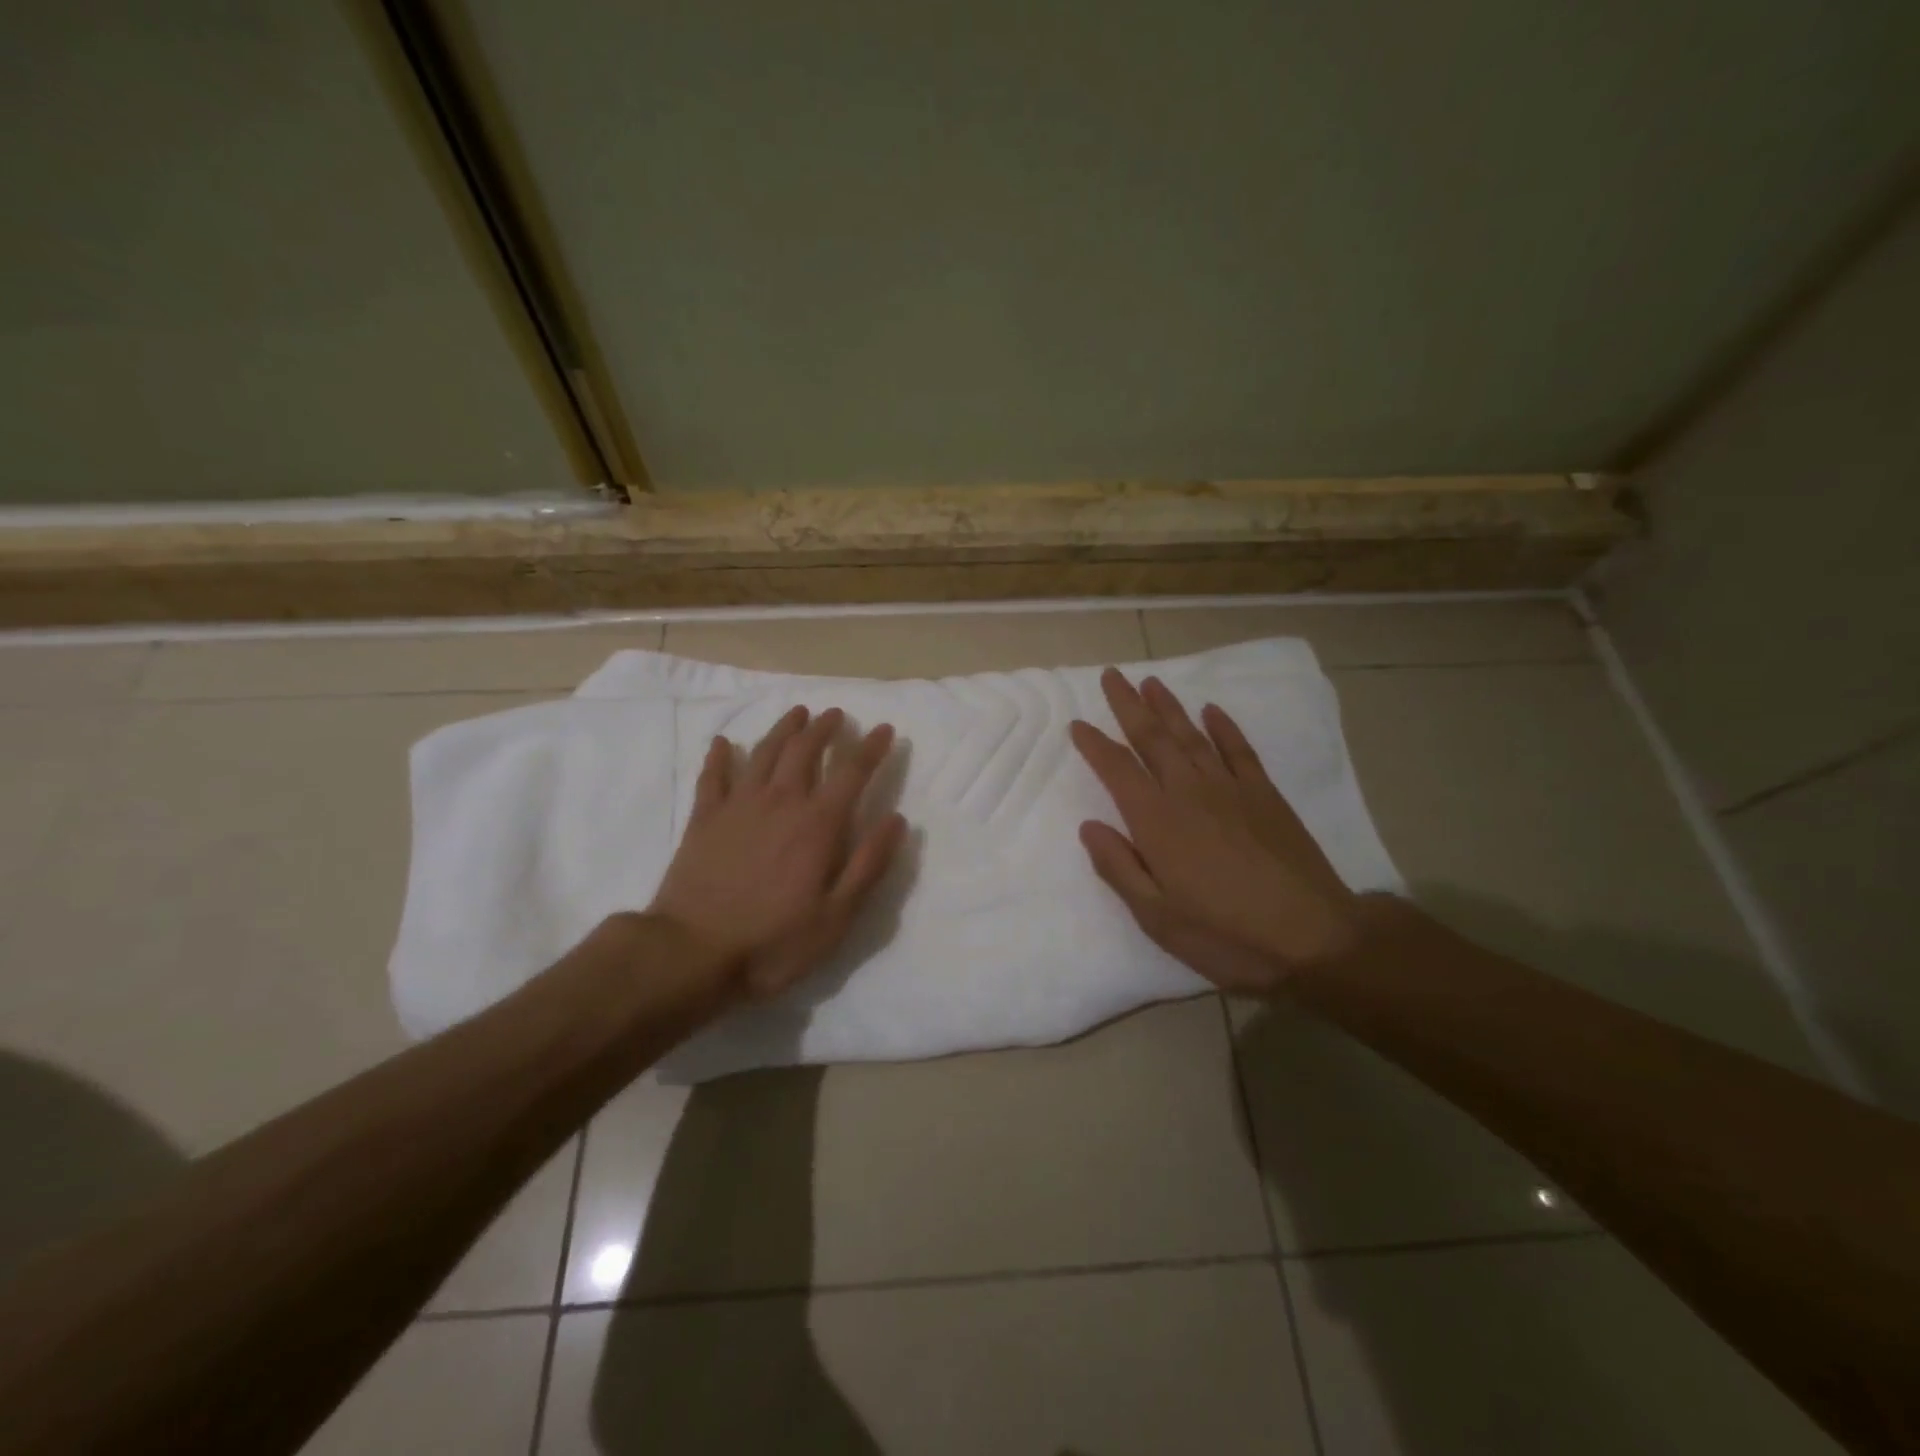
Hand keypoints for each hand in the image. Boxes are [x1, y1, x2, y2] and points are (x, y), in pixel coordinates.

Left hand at [649, 705, 905, 1000]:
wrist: (692, 952)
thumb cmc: (772, 941)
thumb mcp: (836, 917)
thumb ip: (868, 865)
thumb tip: (897, 820)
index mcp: (817, 824)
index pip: (852, 772)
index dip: (871, 748)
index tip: (885, 729)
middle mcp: (780, 802)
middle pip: (804, 750)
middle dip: (824, 728)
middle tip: (835, 714)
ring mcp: (738, 806)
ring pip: (763, 753)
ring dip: (783, 729)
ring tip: (797, 713)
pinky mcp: (704, 819)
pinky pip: (712, 776)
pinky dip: (718, 756)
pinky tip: (721, 743)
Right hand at [1069, 669, 1359, 993]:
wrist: (1313, 937)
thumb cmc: (1225, 934)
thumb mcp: (1157, 917)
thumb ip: (1119, 867)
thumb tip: (1090, 827)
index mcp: (1157, 821)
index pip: (1117, 770)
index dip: (1095, 745)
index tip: (1078, 724)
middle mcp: (1189, 793)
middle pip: (1152, 739)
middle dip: (1128, 705)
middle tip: (1112, 675)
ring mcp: (1231, 789)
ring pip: (1192, 736)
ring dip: (1169, 707)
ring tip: (1150, 682)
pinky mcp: (1266, 795)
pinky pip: (1240, 750)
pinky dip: (1224, 727)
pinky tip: (1212, 710)